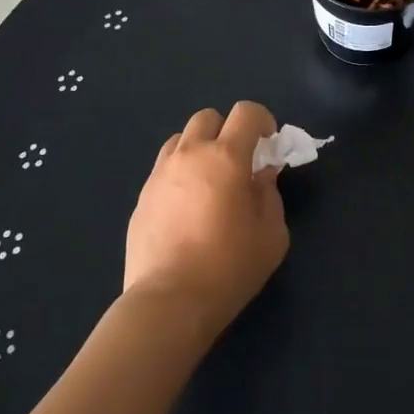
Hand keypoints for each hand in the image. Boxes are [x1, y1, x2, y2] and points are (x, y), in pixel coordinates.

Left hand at [123, 102, 289, 337]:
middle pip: (208, 117)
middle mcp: (191, 154)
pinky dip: (180, 173)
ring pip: (181, 139)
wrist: (169, 302)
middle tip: (237, 164)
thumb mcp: (271, 235)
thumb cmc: (228, 268)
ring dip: (199, 149)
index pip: (246, 112)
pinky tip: (186, 208)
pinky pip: (164, 167)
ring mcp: (161, 173)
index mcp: (226, 158)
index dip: (262, 121)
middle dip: (227, 131)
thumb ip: (270, 195)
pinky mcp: (142, 196)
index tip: (268, 146)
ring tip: (208, 183)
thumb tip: (261, 176)